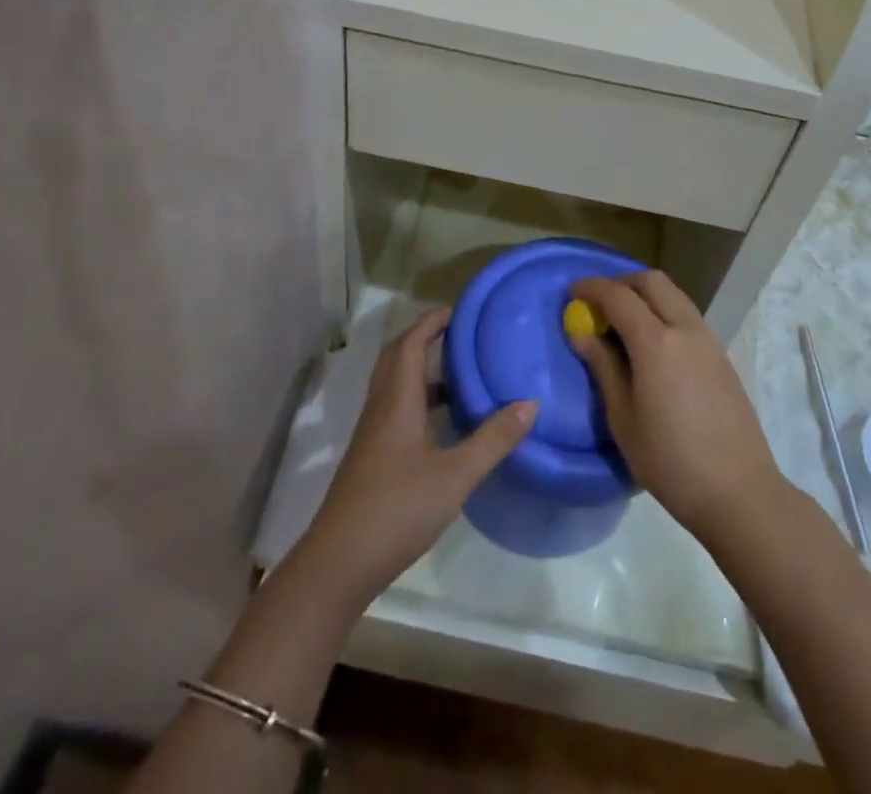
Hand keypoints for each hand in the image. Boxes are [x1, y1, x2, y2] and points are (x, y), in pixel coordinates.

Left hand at [299, 306, 534, 606]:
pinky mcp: (373, 457)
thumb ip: (493, 439)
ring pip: (396, 386)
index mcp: (397, 400)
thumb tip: (530, 403)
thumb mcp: (456, 474)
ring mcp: (373, 434)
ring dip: (423, 371)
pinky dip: (420, 401)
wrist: (340, 561)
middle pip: (397, 358)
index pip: (410, 343)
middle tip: (459, 334)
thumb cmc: (398, 507)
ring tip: (462, 374)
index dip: (431, 322)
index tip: (459, 310)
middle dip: (424, 338)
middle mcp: (381, 408)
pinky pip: (397, 410)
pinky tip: (445, 424)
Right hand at [568, 272, 784, 542]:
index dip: (591, 288)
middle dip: (621, 283)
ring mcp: (708, 340)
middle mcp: (685, 329)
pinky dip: (663, 313)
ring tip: (622, 325)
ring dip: (645, 296)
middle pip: (652, 282)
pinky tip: (652, 347)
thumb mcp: (623, 419)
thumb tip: (582, 334)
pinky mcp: (721, 356)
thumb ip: (603, 368)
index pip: (618, 296)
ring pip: (673, 295)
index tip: (571, 293)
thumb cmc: (670, 461)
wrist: (739, 492)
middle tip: (598, 305)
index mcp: (656, 342)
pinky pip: (687, 316)